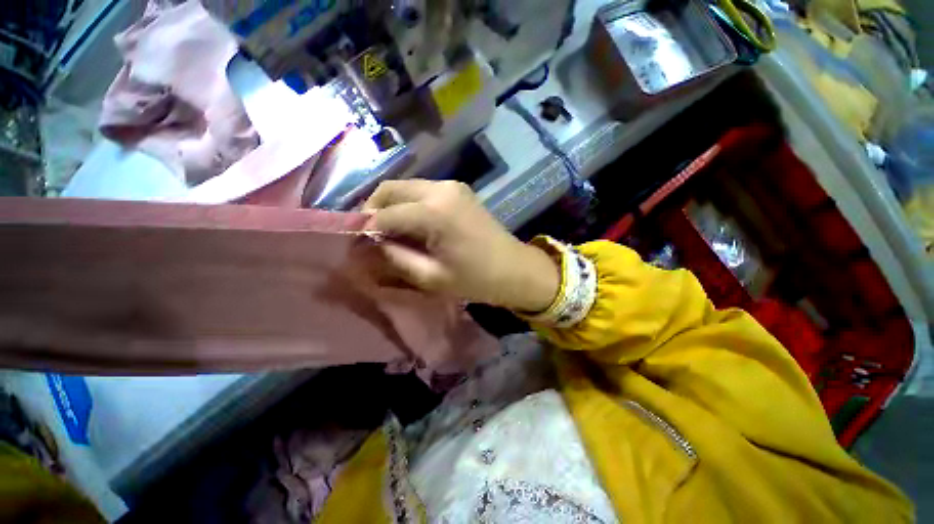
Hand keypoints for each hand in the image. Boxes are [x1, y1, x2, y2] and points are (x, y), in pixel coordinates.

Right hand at [362, 180, 559, 311]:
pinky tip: (410, 223)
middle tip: (369, 236)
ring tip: (388, 232)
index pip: (383, 214)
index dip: (364, 230)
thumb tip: (368, 245)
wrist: (516, 269)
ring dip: (391, 206)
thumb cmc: (477, 279)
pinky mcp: (458, 190)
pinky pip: (422, 191)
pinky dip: (409, 204)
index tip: (356, 246)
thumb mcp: (431, 276)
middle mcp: (440, 189)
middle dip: (373, 210)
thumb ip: (395, 258)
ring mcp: (451, 186)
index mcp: (433, 211)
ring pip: (405, 187)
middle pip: (390, 189)